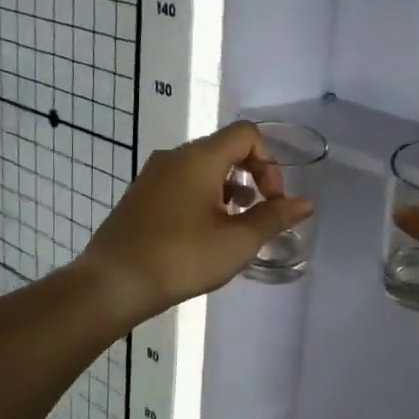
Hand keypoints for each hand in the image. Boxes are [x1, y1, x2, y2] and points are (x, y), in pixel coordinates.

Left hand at [81, 121, 314, 322]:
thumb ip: (274, 218)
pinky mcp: (140, 196)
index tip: (271, 201)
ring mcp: (152, 176)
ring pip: (203, 168)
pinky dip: (203, 198)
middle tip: (258, 216)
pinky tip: (203, 235)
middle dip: (252, 177)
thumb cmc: (181, 258)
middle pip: (225, 148)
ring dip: (228, 190)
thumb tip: (306, 203)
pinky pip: (182, 183)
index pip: (246, 134)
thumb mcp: (237, 241)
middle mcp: (174, 157)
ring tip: (234, 227)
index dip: (269, 163)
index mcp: (199, 158)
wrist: (112, 284)